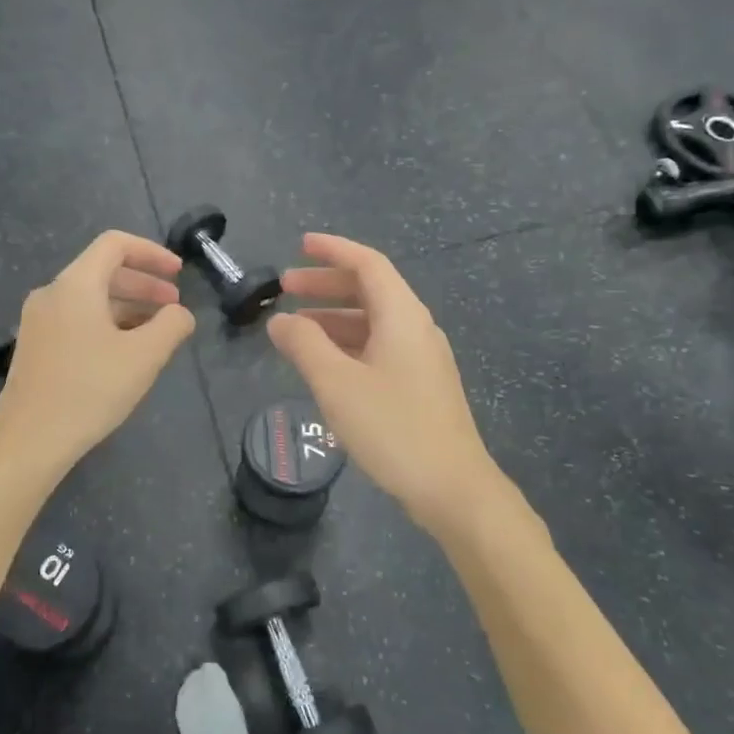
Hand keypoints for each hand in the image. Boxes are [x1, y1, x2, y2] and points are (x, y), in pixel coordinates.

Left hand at [0, 230, 196, 476]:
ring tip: (156, 331)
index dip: (152, 253)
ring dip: (127, 306)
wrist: (30, 441)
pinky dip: (106, 323)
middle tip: (174, 306)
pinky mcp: (35, 347)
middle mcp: (51, 294)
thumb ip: (171, 325)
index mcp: (75, 285)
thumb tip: (181, 314)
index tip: (179, 274)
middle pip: (103, 271)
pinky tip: (124, 351)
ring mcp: (38, 321)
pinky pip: (76, 319)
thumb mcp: (144, 357)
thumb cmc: (90, 391)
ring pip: (90, 298)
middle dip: (144, 284)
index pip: (115, 245)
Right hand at [267, 233, 507, 536]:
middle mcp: (416, 328)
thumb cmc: (393, 427)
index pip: (367, 264)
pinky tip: (325, 363)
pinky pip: (379, 347)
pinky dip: (348, 343)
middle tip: (286, 287)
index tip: (300, 244)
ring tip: (296, 327)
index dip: (333, 250)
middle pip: (370, 289)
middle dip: (326, 284)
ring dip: (334, 316)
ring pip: (373, 321)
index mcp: (402, 316)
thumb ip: (304, 345)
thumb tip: (280, 320)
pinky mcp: (421, 385)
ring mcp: (421, 358)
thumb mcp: (337, 383)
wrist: (453, 488)